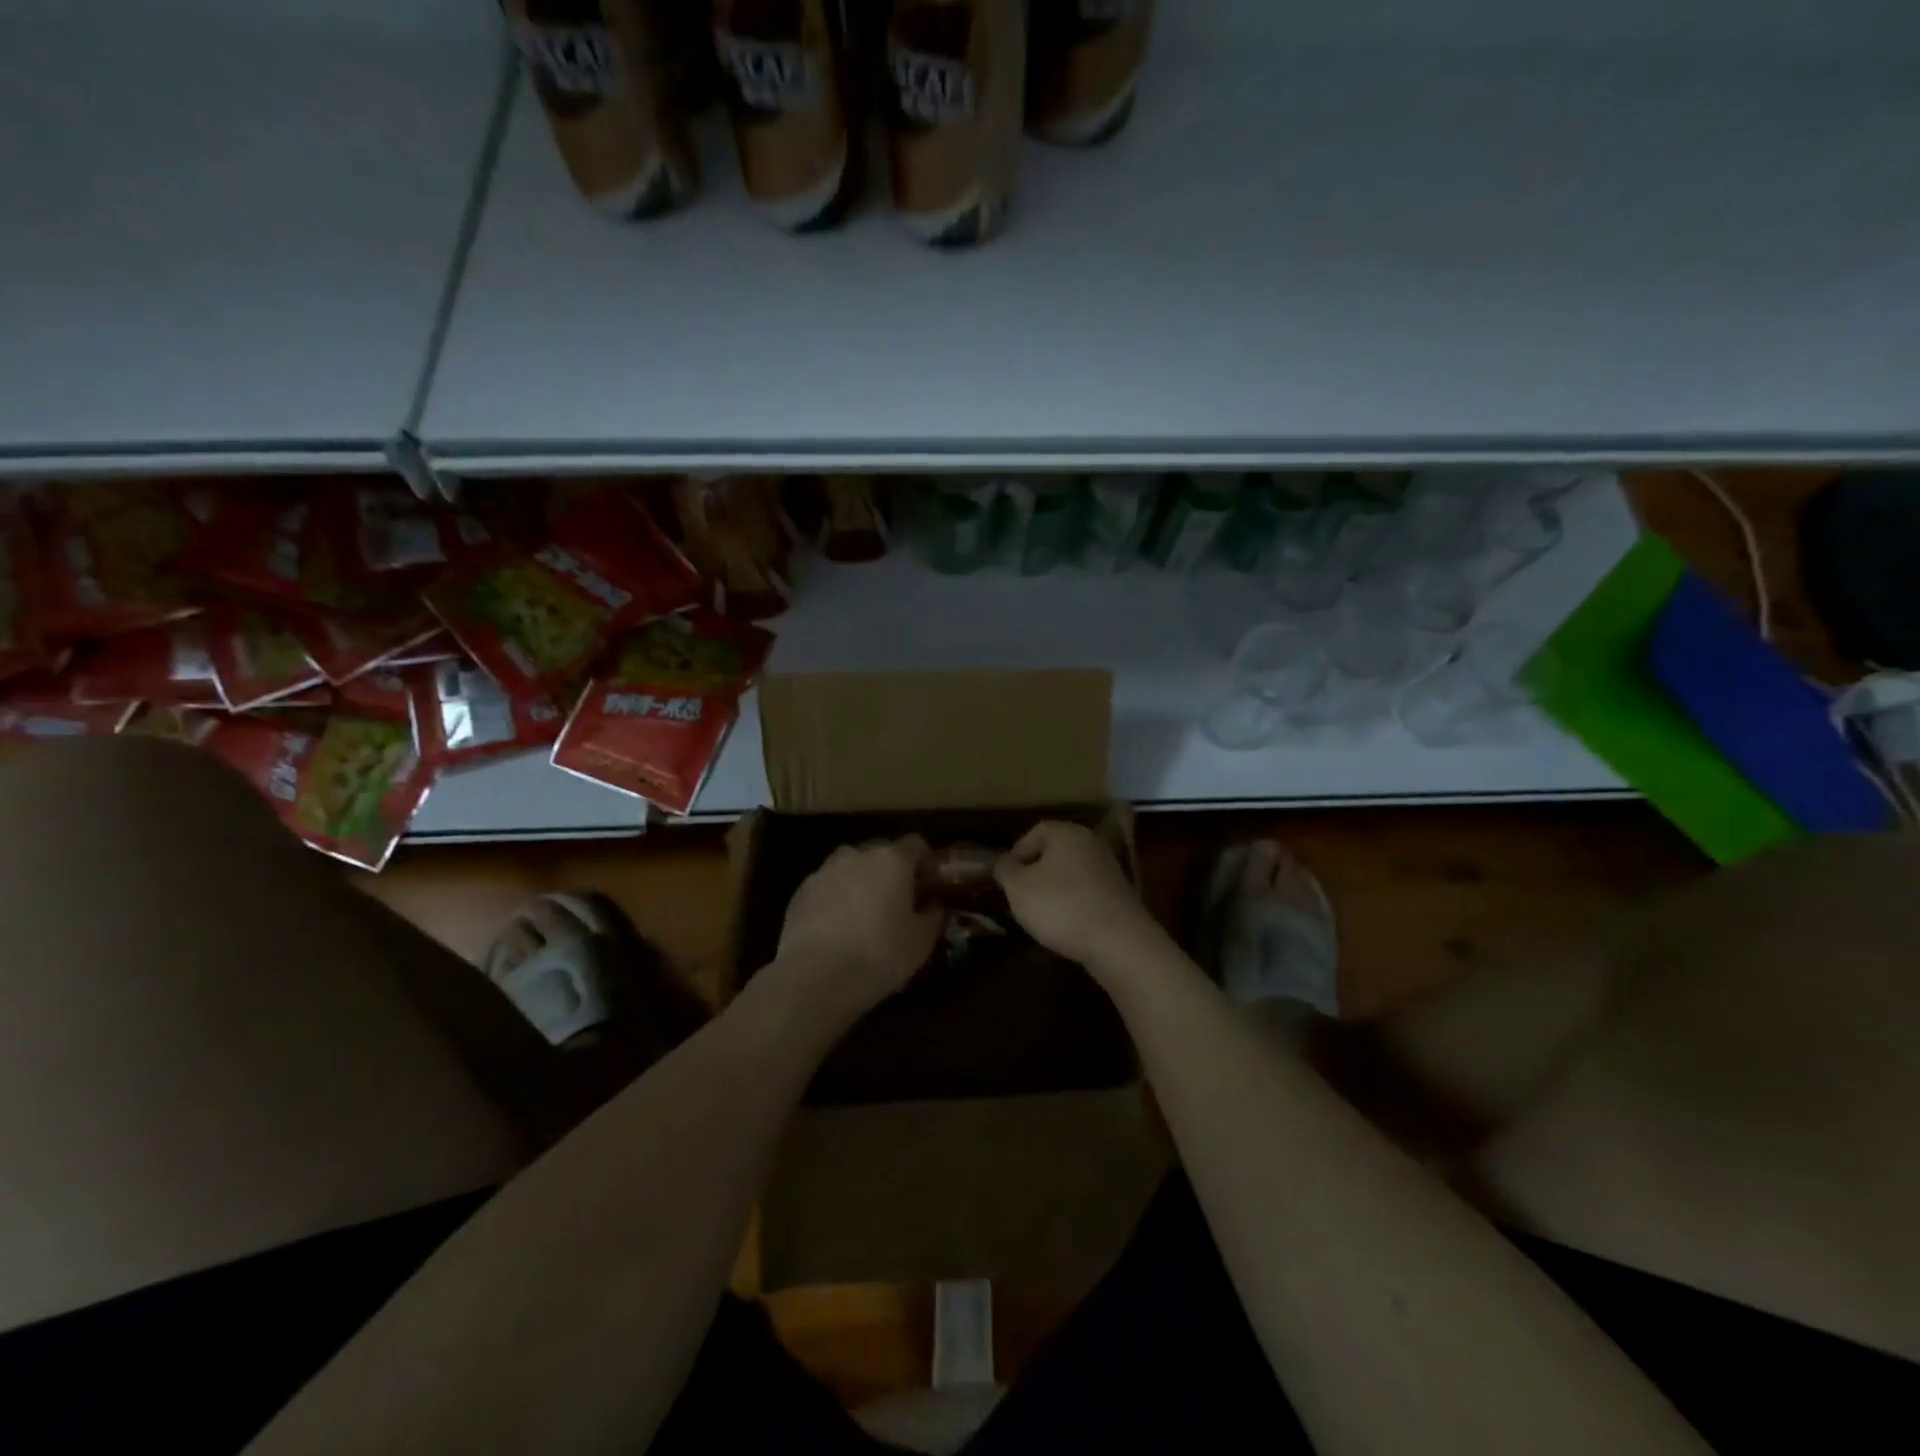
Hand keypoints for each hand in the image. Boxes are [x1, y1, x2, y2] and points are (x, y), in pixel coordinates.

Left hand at [774, 836, 942, 1021]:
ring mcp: (825, 871)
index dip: (926, 863)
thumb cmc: (879, 954)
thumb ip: (932, 915)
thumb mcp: (921, 941)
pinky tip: (838, 929)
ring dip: (863, 882)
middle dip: (893, 872)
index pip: (916, 844)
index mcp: (892, 860)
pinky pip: (828, 886)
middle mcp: (857, 855)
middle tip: (899, 902)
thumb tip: (932, 904)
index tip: (930, 887)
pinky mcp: (801, 892)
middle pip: (882, 852)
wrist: (815, 976)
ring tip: (866, 915)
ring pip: (851, 868)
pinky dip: (837, 898)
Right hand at [994, 821, 1166, 972]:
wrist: (1119, 942)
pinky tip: (1067, 925)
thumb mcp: (1018, 888)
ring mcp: (1109, 869)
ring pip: (1071, 873)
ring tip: (1041, 914)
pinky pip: (1087, 892)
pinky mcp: (1120, 894)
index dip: (1016, 853)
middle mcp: (1091, 843)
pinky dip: (1074, 904)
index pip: (1035, 832)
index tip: (1006, 878)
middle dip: (1035, 873)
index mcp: (1067, 832)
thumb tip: (1003, 862)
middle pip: (1054, 852)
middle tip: (1020, 896)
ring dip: (1054, 890)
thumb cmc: (1061, 906)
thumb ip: (1004, 869)